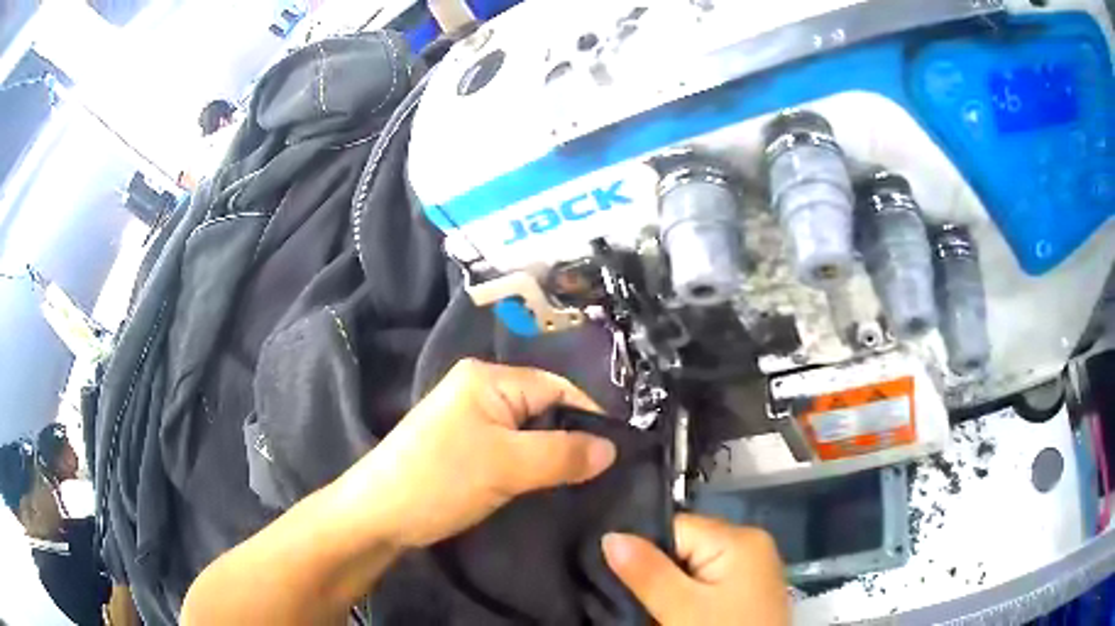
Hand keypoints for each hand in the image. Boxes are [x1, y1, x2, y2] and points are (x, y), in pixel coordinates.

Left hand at [331, 359, 617, 548]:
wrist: (376, 515)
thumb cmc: (440, 480)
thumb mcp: (508, 466)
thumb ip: (563, 454)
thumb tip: (612, 448)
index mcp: (488, 378)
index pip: (557, 388)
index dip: (589, 418)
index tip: (617, 454)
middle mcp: (479, 389)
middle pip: (543, 408)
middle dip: (571, 439)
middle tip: (600, 474)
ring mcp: (468, 418)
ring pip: (528, 431)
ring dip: (551, 455)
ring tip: (578, 482)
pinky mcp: (463, 445)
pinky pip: (510, 447)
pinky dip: (530, 464)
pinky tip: (544, 484)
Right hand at [603, 513, 789, 625]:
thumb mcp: (682, 608)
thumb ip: (647, 571)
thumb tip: (610, 535)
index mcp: (739, 538)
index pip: (675, 527)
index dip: (642, 548)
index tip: (612, 571)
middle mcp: (750, 544)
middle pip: (684, 546)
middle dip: (655, 570)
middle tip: (626, 594)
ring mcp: (751, 570)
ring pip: (693, 567)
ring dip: (669, 587)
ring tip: (647, 606)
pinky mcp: (747, 591)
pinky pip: (707, 582)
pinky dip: (687, 596)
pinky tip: (672, 612)